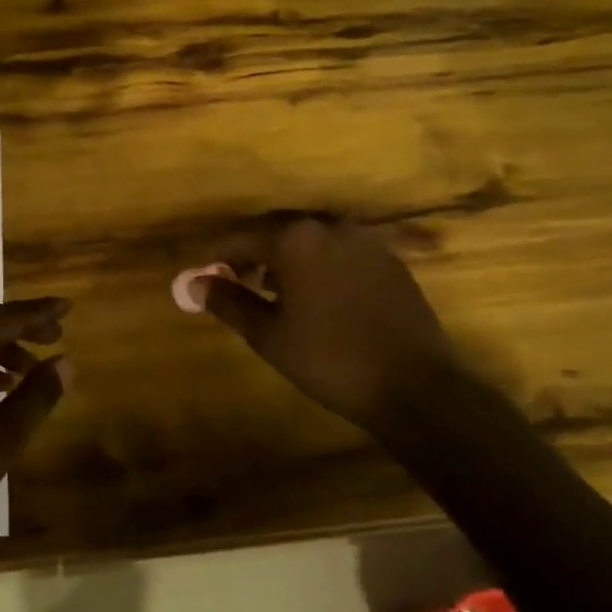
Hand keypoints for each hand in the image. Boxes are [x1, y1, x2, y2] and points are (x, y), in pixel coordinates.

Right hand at [180, 213, 454, 428]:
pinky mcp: (388, 258)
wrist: (416, 386)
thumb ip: (228, 301)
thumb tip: (194, 283)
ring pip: (309, 237)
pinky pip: (338, 249)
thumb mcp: (268, 334)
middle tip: (230, 277)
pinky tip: (313, 293)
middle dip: (249, 250)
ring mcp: (364, 239)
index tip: (199, 272)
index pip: (240, 236)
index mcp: (296, 238)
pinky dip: (316, 261)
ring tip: (269, 287)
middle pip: (275, 228)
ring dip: (283, 255)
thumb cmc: (330, 359)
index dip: (215, 254)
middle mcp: (329, 225)